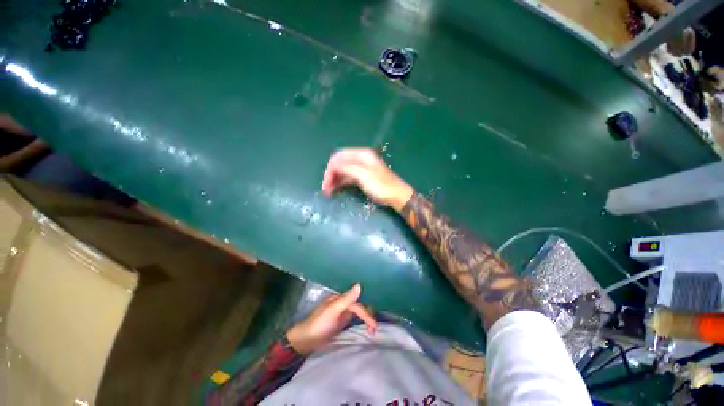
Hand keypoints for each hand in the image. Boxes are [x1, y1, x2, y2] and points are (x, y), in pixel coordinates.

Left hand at [286, 284, 377, 354]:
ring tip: (373, 329)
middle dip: (369, 314)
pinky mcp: (340, 321)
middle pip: (359, 306)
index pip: (357, 305)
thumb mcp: (333, 311)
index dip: (366, 315)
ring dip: (366, 318)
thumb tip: (359, 285)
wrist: (305, 340)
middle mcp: (342, 303)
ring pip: (358, 312)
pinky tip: (365, 327)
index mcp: (340, 298)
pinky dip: (361, 322)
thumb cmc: (319, 324)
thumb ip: (346, 299)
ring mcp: (341, 312)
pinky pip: (354, 318)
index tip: (374, 327)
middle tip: (376, 328)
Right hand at [322, 148, 413, 210]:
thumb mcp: (363, 175)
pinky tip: (336, 190)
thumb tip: (332, 166)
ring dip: (335, 180)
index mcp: (361, 154)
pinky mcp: (363, 177)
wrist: (397, 196)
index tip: (326, 183)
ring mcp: (362, 168)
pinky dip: (341, 183)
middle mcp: (360, 159)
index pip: (338, 157)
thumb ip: (347, 168)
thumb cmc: (381, 185)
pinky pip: (348, 177)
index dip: (330, 169)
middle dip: (331, 175)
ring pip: (343, 171)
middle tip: (326, 189)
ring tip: (329, 192)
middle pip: (340, 163)